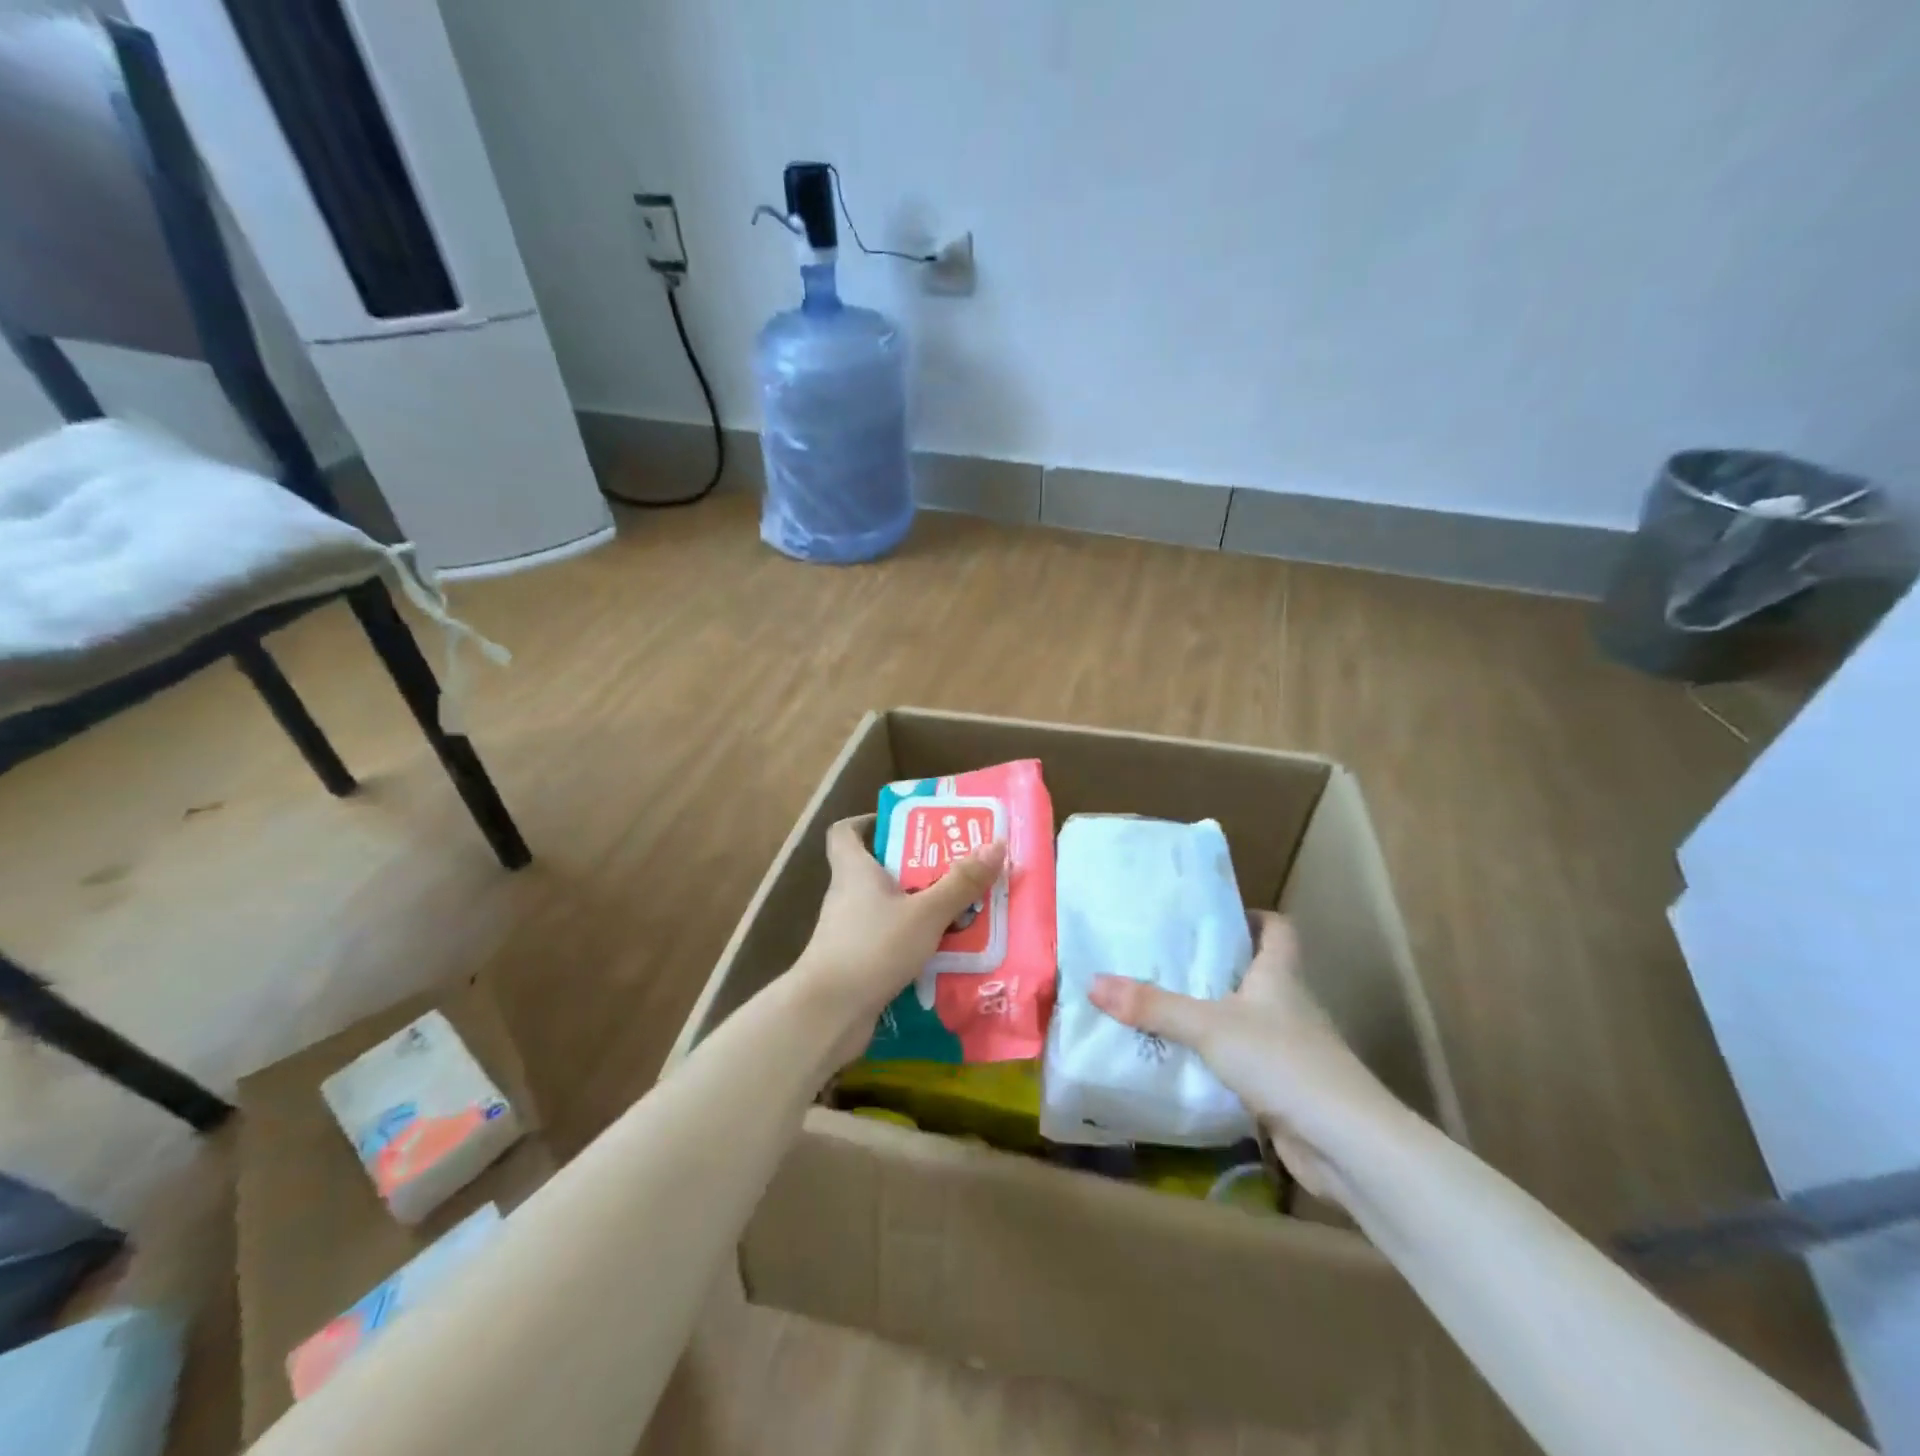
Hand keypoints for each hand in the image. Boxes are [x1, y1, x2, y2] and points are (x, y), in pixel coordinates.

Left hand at [795, 815, 1006, 1062]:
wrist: (827, 1014)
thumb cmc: (872, 947)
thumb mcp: (926, 912)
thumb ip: (960, 882)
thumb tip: (997, 843)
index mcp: (854, 870)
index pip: (845, 832)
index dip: (868, 822)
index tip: (904, 824)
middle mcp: (846, 896)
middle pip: (876, 869)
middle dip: (914, 867)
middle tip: (953, 868)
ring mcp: (848, 932)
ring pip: (886, 908)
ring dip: (918, 908)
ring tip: (959, 911)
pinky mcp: (855, 963)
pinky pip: (888, 941)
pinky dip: (911, 942)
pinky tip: (942, 953)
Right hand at [1089, 911, 1405, 1203]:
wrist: (1345, 1144)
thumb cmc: (1282, 1061)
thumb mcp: (1208, 1026)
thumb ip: (1153, 1007)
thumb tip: (1094, 983)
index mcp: (1280, 975)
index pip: (1278, 928)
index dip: (1251, 916)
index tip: (1211, 918)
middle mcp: (1289, 1005)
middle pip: (1256, 971)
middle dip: (1215, 966)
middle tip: (1165, 960)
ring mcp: (1290, 1048)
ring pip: (1247, 1018)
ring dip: (1213, 1014)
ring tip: (1162, 1007)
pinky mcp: (1285, 1087)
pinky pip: (1244, 1060)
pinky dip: (1218, 1058)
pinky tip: (1184, 1061)